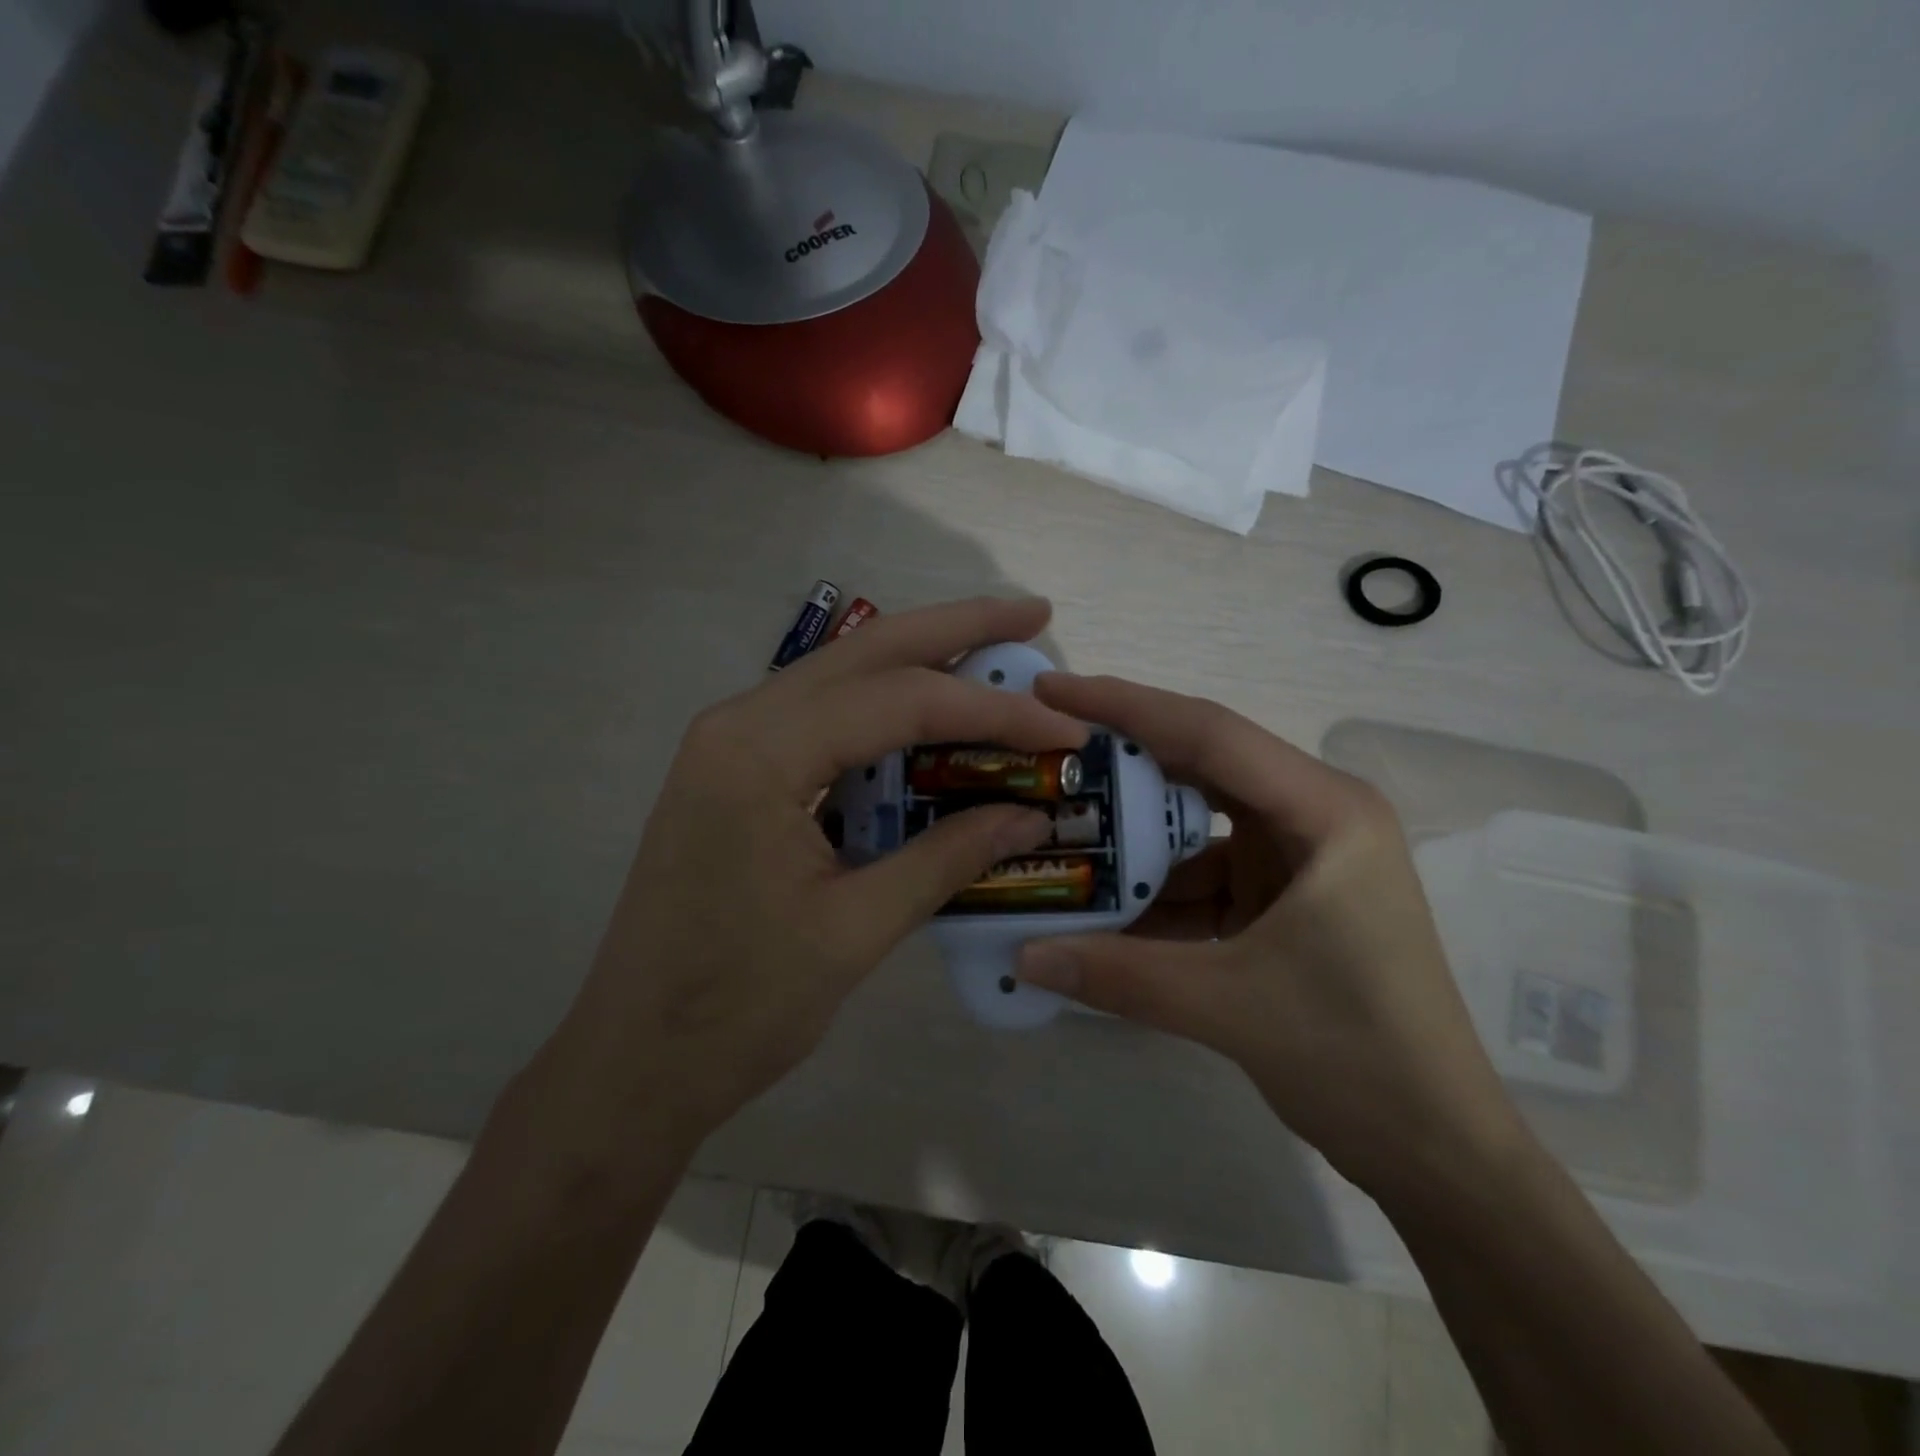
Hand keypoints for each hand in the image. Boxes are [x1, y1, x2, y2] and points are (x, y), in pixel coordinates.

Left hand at [539, 598, 1087, 1157]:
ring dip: (920, 660)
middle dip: (956, 628)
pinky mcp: (732, 771)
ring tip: (994, 653)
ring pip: (841, 676)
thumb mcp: (855, 932)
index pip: (900, 702)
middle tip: (1032, 614)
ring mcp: (728, 743)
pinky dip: (882, 707)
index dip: (992, 711)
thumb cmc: (737, 1008)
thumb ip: (946, 859)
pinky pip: (820, 717)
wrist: (632, 1062)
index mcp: (759, 755)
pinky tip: (928, 712)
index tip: (1064, 727)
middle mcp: (737, 723)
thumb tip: (1030, 813)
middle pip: (865, 653)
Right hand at [1015, 674, 1519, 1196]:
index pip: (1209, 735)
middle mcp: (1314, 816)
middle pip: (1200, 766)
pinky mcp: (1283, 897)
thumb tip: (1020, 957)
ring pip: (1196, 826)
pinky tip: (1099, 908)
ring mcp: (1298, 858)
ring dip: (1134, 839)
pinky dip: (1155, 891)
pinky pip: (1204, 875)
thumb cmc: (1356, 1057)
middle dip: (1122, 760)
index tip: (1052, 689)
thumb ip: (1117, 976)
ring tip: (1057, 832)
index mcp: (1325, 811)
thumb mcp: (1226, 1006)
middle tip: (1046, 749)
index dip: (1125, 706)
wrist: (1435, 1146)